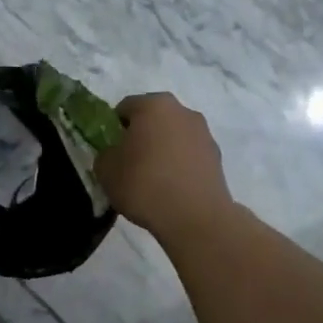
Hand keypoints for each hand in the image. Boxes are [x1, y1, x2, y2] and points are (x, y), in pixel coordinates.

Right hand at [96, 93, 234, 240]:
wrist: (195, 217)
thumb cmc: (144, 184)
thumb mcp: (105, 170)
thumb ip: (106, 154)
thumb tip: (116, 154)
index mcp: (153, 105)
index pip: (124, 108)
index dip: (113, 128)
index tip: (111, 150)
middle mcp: (182, 111)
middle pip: (153, 119)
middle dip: (141, 136)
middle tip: (129, 163)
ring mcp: (204, 133)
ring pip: (173, 136)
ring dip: (163, 149)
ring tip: (153, 180)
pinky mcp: (217, 157)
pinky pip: (189, 155)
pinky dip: (179, 165)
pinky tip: (172, 188)